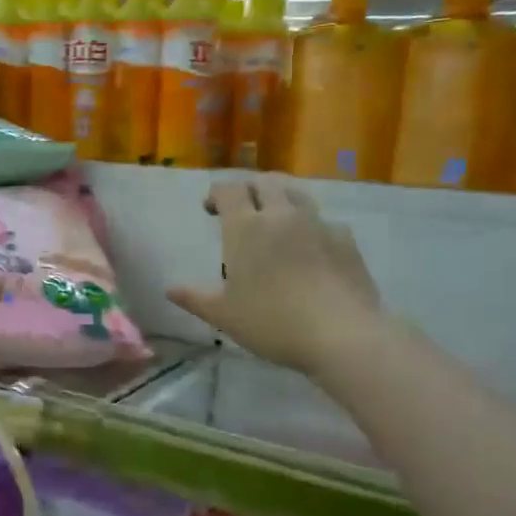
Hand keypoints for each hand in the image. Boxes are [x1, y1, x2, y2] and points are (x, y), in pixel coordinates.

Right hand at [168, 177, 382, 375]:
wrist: (341, 334)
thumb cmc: (272, 322)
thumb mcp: (224, 315)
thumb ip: (195, 298)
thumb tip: (170, 289)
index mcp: (246, 228)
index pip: (229, 190)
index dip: (217, 194)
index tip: (210, 209)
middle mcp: (281, 215)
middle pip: (265, 181)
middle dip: (250, 189)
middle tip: (242, 209)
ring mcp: (318, 224)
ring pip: (296, 194)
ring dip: (280, 198)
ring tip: (275, 221)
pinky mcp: (345, 239)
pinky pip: (323, 220)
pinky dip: (310, 226)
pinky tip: (309, 248)